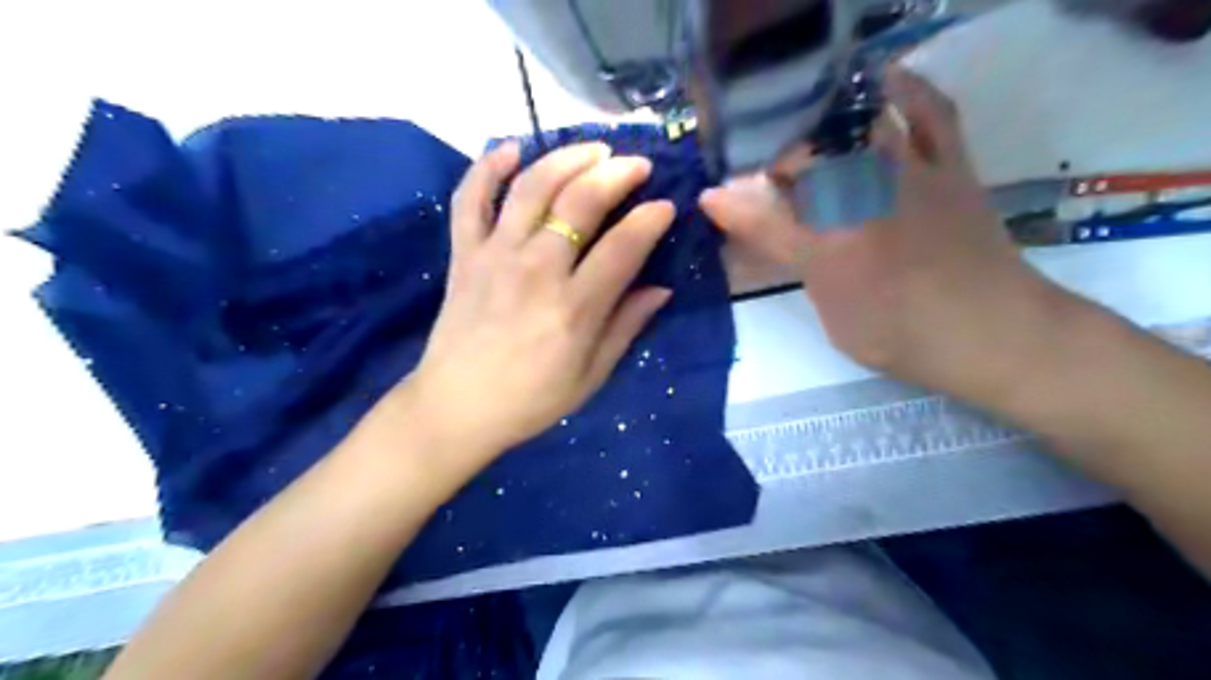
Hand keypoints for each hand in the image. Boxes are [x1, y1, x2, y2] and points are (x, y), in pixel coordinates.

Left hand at [401, 140, 676, 464]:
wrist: (456, 407)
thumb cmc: (531, 399)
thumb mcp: (591, 375)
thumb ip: (626, 327)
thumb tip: (661, 289)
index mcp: (574, 307)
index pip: (623, 246)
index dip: (650, 219)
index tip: (666, 206)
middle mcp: (536, 270)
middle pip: (579, 202)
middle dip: (616, 173)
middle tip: (637, 165)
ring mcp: (494, 255)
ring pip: (531, 187)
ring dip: (565, 158)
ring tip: (593, 149)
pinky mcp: (463, 253)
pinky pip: (470, 199)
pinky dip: (487, 167)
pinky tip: (511, 148)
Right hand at [700, 66, 1062, 395]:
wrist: (992, 334)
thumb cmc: (900, 335)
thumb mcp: (830, 310)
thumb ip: (786, 260)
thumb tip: (748, 236)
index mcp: (829, 245)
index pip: (762, 215)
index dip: (730, 204)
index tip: (710, 199)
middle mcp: (863, 198)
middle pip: (801, 161)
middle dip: (767, 163)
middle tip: (759, 178)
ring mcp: (909, 176)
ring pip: (854, 128)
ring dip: (818, 122)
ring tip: (800, 130)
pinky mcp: (950, 165)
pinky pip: (931, 111)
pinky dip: (907, 88)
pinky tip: (882, 78)